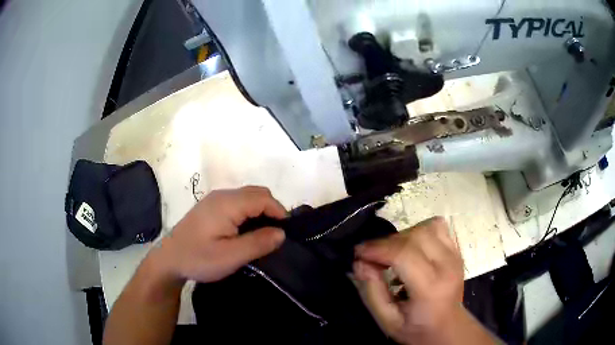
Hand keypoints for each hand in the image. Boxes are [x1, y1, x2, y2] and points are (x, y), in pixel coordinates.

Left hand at [150, 186, 286, 285]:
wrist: (169, 260)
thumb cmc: (198, 259)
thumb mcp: (230, 257)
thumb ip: (258, 243)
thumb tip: (281, 233)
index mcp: (227, 204)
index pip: (264, 198)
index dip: (279, 212)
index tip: (285, 233)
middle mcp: (222, 195)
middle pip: (257, 193)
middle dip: (272, 210)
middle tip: (275, 235)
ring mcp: (215, 200)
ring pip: (248, 197)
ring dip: (261, 211)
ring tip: (264, 235)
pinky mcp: (211, 207)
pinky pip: (238, 202)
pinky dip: (249, 212)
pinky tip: (246, 231)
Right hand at [354, 216, 468, 344]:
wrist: (448, 327)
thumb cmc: (416, 329)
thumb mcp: (387, 321)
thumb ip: (371, 292)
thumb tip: (359, 262)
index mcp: (431, 288)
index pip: (404, 254)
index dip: (377, 249)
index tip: (358, 253)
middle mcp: (447, 265)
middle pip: (414, 236)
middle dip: (386, 242)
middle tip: (371, 257)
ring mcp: (455, 255)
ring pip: (426, 227)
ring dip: (403, 236)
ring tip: (392, 253)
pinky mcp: (456, 250)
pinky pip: (437, 227)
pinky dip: (419, 232)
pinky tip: (411, 248)